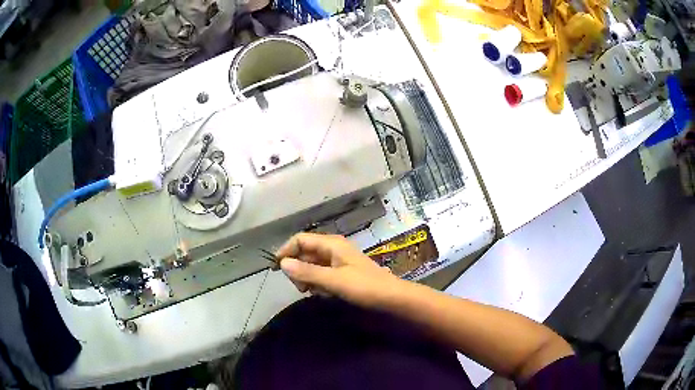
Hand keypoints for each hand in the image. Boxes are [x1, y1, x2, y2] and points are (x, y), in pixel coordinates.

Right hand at [275, 233, 402, 307]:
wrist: (392, 298)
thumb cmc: (364, 287)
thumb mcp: (333, 280)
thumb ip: (307, 272)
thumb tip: (282, 263)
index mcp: (331, 244)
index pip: (300, 239)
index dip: (286, 251)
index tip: (276, 269)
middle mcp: (333, 248)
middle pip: (305, 252)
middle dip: (297, 268)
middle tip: (300, 287)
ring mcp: (338, 260)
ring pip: (312, 264)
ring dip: (307, 277)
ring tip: (312, 292)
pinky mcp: (342, 272)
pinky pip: (322, 273)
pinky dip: (318, 282)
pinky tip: (324, 293)